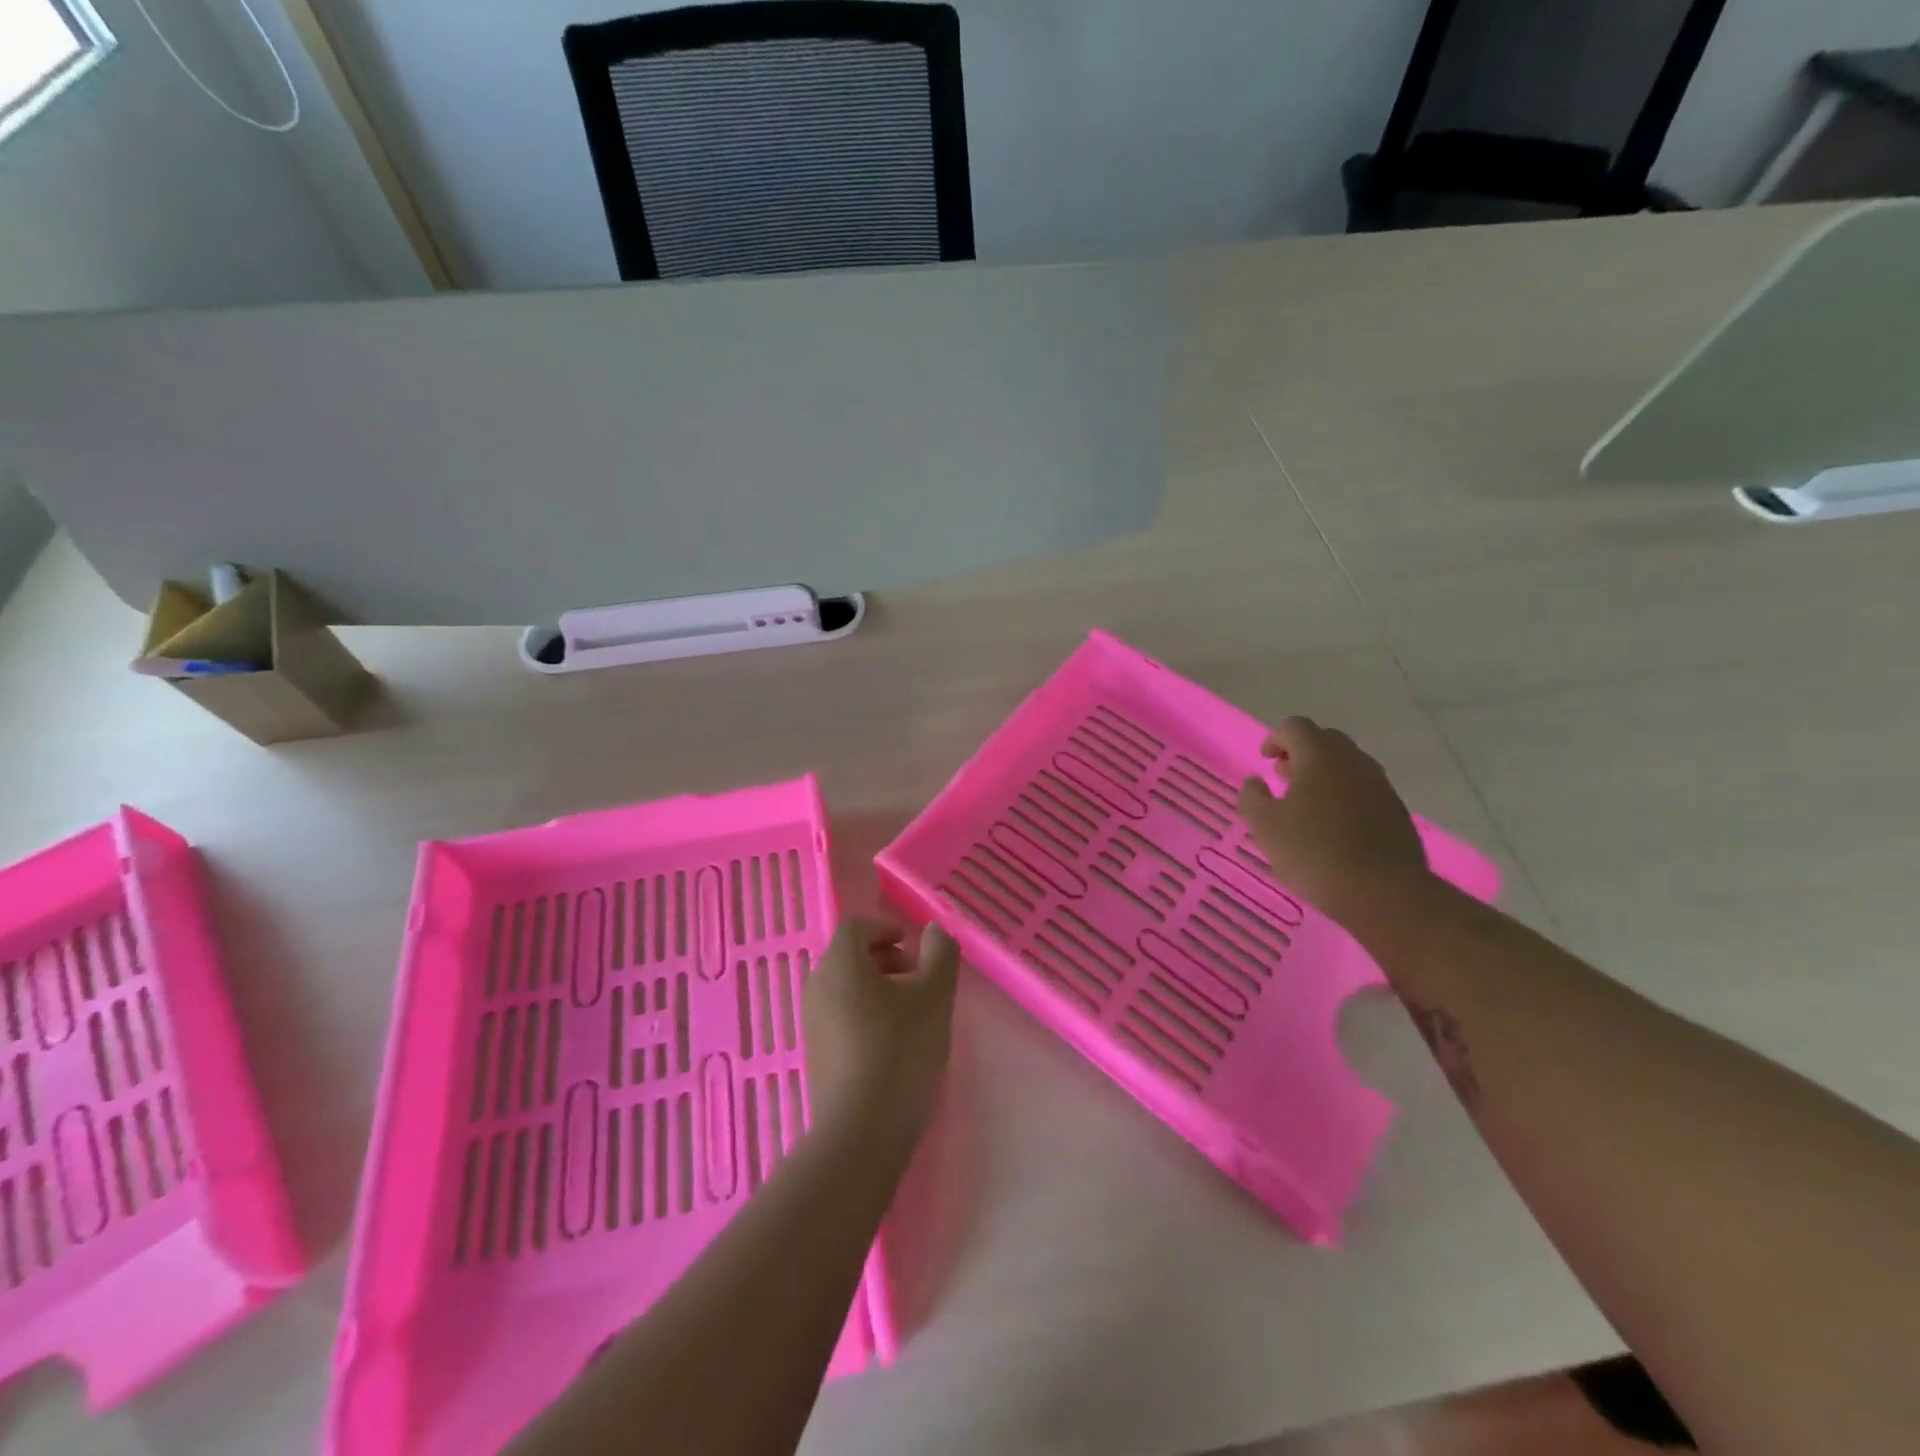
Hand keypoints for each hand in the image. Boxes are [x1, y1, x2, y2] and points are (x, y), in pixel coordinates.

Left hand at [803, 918, 959, 1151]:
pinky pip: (839, 1018)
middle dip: (885, 961)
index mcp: (840, 964)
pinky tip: (891, 1047)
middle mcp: (817, 986)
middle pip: (849, 957)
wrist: (861, 1131)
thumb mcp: (934, 997)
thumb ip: (940, 955)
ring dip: (876, 990)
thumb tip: (932, 931)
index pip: (856, 927)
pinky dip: (864, 1016)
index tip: (914, 951)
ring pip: (844, 989)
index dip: (886, 930)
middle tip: (917, 982)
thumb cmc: (901, 1050)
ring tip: (910, 1016)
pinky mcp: (814, 1055)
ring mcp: (811, 1023)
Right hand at [1237, 717, 1431, 926]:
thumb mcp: (1265, 826)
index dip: (1275, 739)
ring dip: (1324, 774)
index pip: (1295, 727)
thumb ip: (1252, 797)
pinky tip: (1333, 825)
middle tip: (1283, 777)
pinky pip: (1363, 788)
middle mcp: (1354, 760)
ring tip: (1306, 804)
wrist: (1384, 892)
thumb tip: (1255, 781)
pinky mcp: (1395, 810)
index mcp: (1320, 755)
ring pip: (1347, 765)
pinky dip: (1344, 795)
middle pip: (1325, 740)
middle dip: (1301, 753)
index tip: (1265, 761)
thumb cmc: (1314, 852)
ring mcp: (1380, 784)